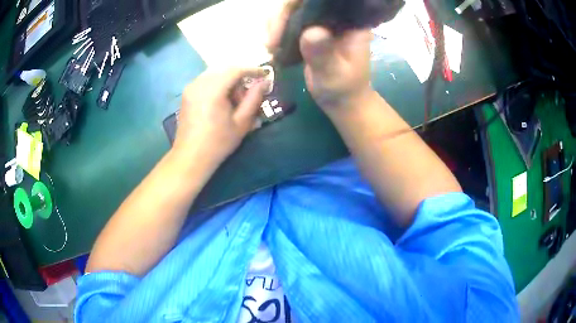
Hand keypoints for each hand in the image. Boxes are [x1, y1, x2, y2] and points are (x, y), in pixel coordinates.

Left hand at [173, 68, 268, 165]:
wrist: (190, 157)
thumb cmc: (218, 143)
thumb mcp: (241, 123)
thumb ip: (254, 99)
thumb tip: (264, 82)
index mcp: (213, 90)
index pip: (235, 70)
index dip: (252, 70)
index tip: (265, 74)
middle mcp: (199, 83)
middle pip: (224, 70)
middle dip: (239, 77)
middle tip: (248, 94)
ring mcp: (190, 88)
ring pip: (215, 74)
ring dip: (228, 81)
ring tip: (234, 101)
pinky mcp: (186, 94)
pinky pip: (206, 80)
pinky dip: (217, 84)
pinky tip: (221, 101)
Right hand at [267, 0, 374, 113]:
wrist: (342, 99)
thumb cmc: (343, 88)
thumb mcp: (334, 74)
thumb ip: (324, 54)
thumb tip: (310, 32)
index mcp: (349, 21)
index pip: (322, 1)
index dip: (298, 4)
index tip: (282, 24)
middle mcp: (334, 16)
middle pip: (301, 2)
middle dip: (282, 17)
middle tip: (271, 42)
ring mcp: (321, 21)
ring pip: (292, 10)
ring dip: (275, 24)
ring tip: (271, 47)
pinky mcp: (310, 29)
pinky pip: (288, 21)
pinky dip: (276, 30)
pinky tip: (272, 46)